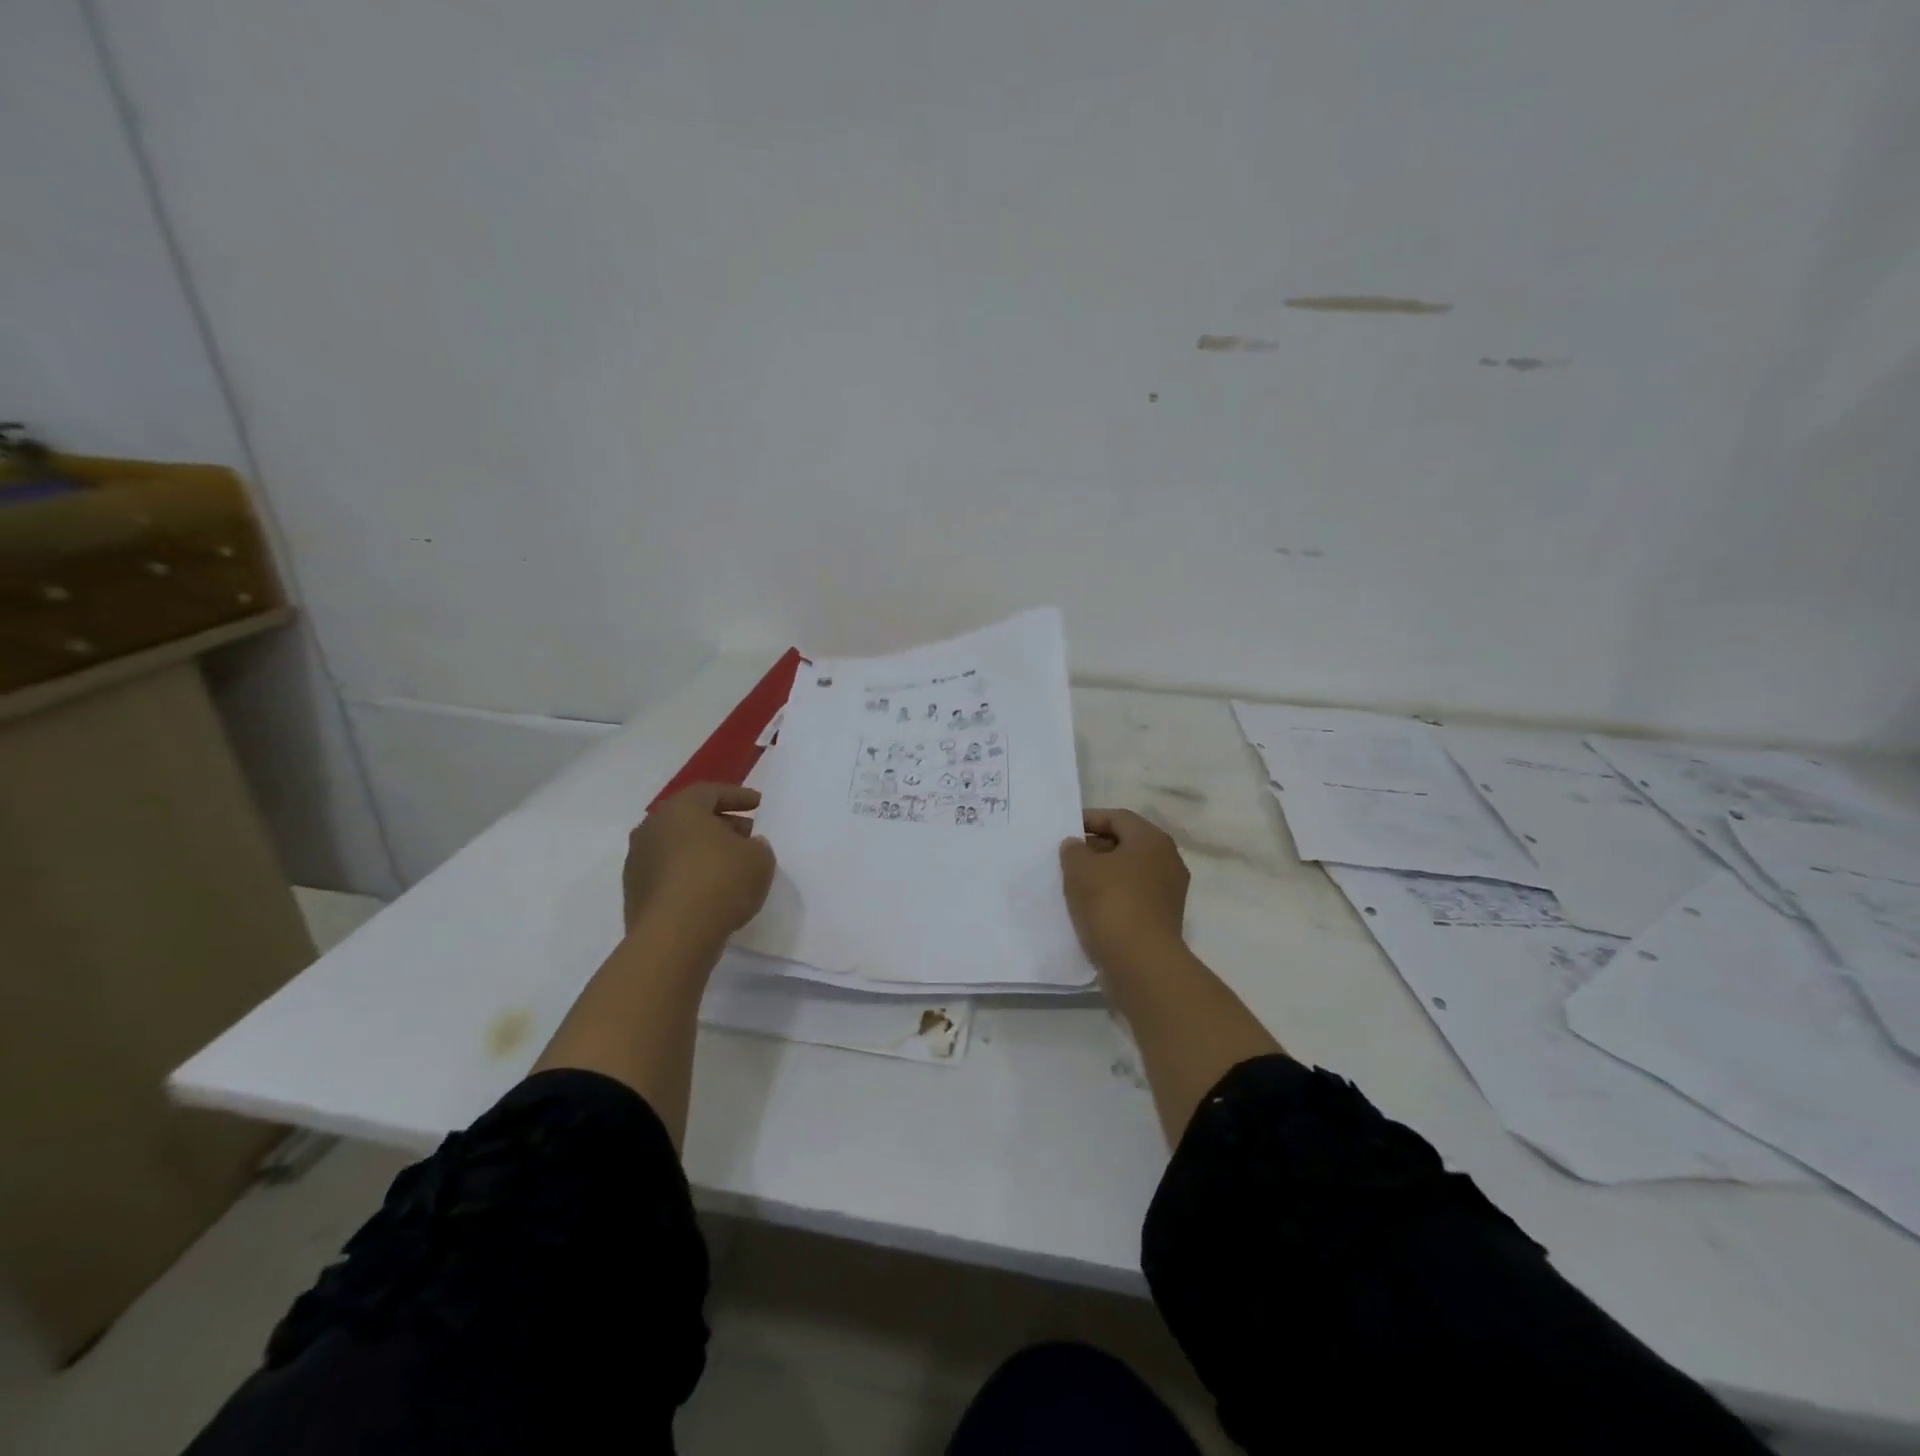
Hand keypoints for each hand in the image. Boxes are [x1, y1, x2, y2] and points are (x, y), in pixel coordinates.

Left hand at [623, 784, 775, 941]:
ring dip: (702, 851)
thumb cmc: (720, 881)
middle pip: (690, 819)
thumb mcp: (759, 858)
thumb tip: (747, 846)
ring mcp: (638, 862)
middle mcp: (652, 828)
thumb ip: (756, 846)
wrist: (674, 935)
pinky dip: (689, 875)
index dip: (738, 796)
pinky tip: (709, 890)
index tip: (758, 804)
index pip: (711, 792)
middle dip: (721, 824)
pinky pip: (668, 874)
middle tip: (747, 834)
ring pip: (676, 847)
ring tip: (729, 865)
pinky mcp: (634, 893)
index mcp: (681, 809)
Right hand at [1059, 808, 1190, 972]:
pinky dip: (1114, 896)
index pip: (1117, 817)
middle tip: (1068, 859)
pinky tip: (1091, 907)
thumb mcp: (1080, 868)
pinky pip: (1134, 896)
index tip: (1065, 831)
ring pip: (1130, 872)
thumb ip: (1073, 850)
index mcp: (1152, 839)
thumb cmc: (1111, 903)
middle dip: (1096, 848)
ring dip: (1104, 874)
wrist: (1141, 963)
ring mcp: (1170, 891)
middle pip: (1126, 843)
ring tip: (1075, 884)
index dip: (1089, 820)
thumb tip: (1077, 846)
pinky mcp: (1164, 918)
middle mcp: (1168, 859)